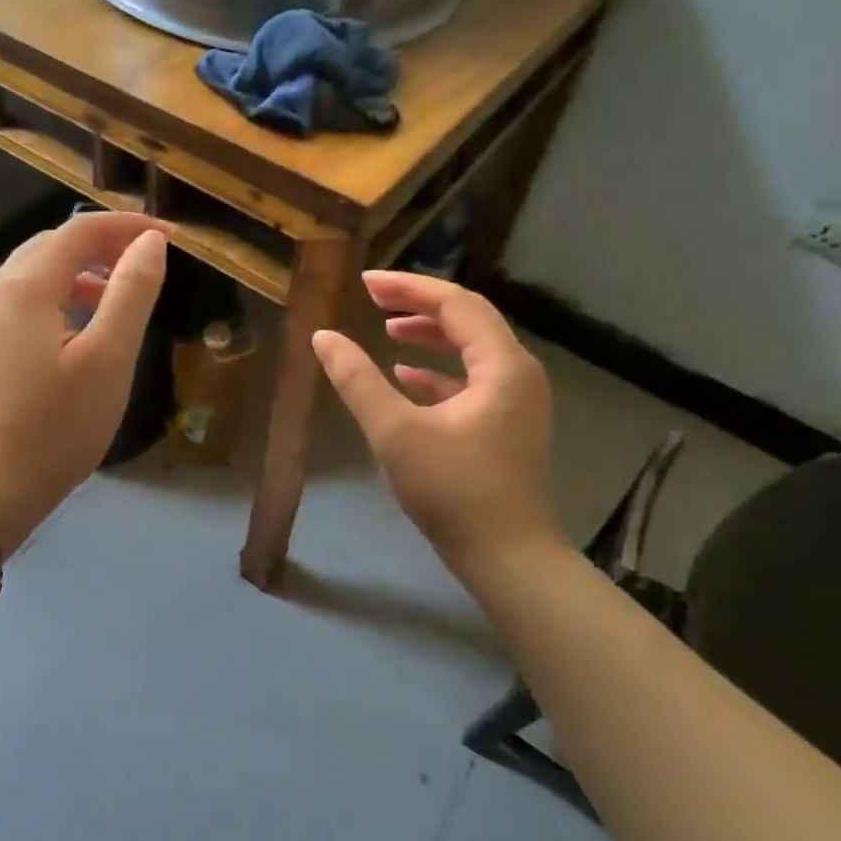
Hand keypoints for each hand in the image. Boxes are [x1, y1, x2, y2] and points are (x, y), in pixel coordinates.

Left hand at [0, 212, 167, 547]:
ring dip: (78, 274)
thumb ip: (131, 294)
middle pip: (50, 247)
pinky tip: (79, 333)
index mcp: (25, 287)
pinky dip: (57, 300)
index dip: (126, 227)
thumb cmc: (55, 425)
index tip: (169, 237)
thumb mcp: (108, 358)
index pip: (79, 231)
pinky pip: (22, 305)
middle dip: (100, 245)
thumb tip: (150, 243)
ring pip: (33, 277)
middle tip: (145, 261)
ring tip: (118, 296)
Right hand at [312, 270, 566, 570]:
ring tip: (386, 331)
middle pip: (468, 320)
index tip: (364, 283)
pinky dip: (437, 373)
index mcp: (502, 365)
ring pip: (470, 351)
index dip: (408, 288)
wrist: (507, 557)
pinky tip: (404, 377)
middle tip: (372, 300)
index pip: (456, 304)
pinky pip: (471, 381)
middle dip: (418, 306)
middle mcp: (518, 374)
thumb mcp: (395, 433)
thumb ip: (357, 381)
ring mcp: (516, 401)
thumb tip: (322, 337)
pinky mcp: (506, 426)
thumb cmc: (453, 491)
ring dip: (429, 337)